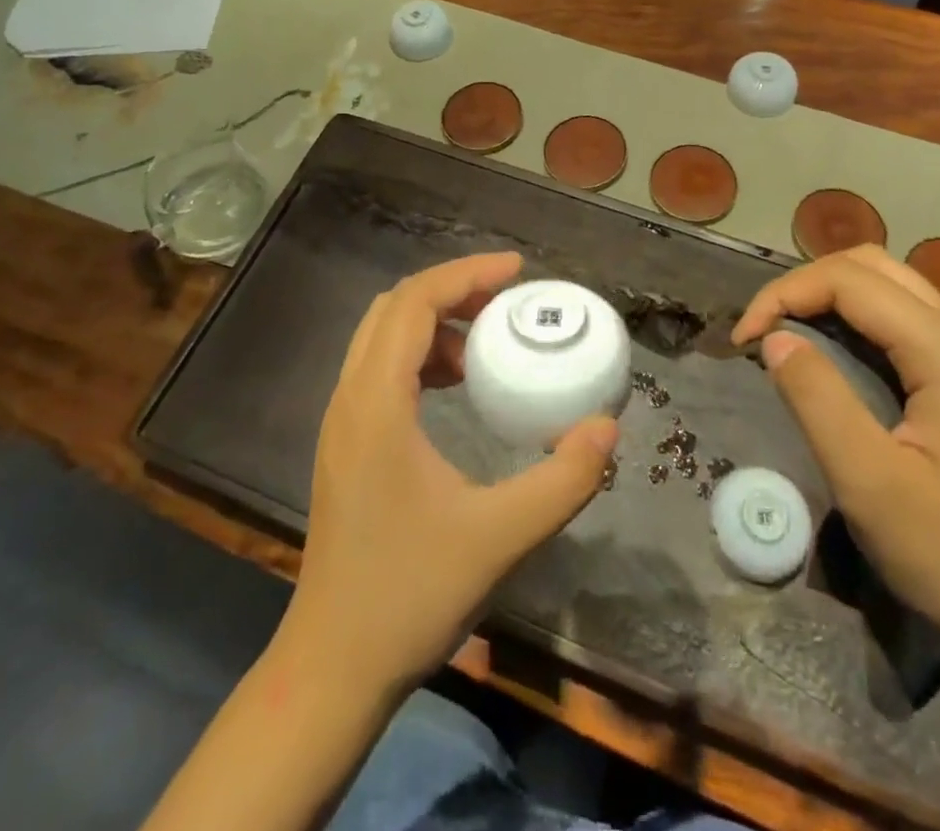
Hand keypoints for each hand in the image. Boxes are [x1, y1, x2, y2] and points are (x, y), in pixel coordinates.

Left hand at [285, 252, 619, 697]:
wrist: (331, 669)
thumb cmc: (408, 596)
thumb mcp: (499, 537)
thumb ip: (562, 481)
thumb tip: (607, 427)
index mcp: (376, 404)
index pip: (414, 303)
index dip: (466, 274)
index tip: (517, 270)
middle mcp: (349, 399)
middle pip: (395, 308)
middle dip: (453, 290)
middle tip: (508, 300)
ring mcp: (341, 423)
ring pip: (383, 337)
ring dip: (435, 323)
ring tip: (488, 343)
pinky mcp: (345, 445)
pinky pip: (380, 369)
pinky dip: (421, 355)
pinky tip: (457, 389)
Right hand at [733, 245, 939, 662]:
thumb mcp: (870, 484)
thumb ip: (817, 400)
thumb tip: (774, 339)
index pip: (849, 280)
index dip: (784, 295)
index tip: (743, 341)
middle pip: (871, 266)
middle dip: (806, 285)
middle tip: (765, 330)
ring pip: (890, 287)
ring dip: (831, 297)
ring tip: (789, 336)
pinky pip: (904, 320)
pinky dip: (856, 319)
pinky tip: (834, 356)